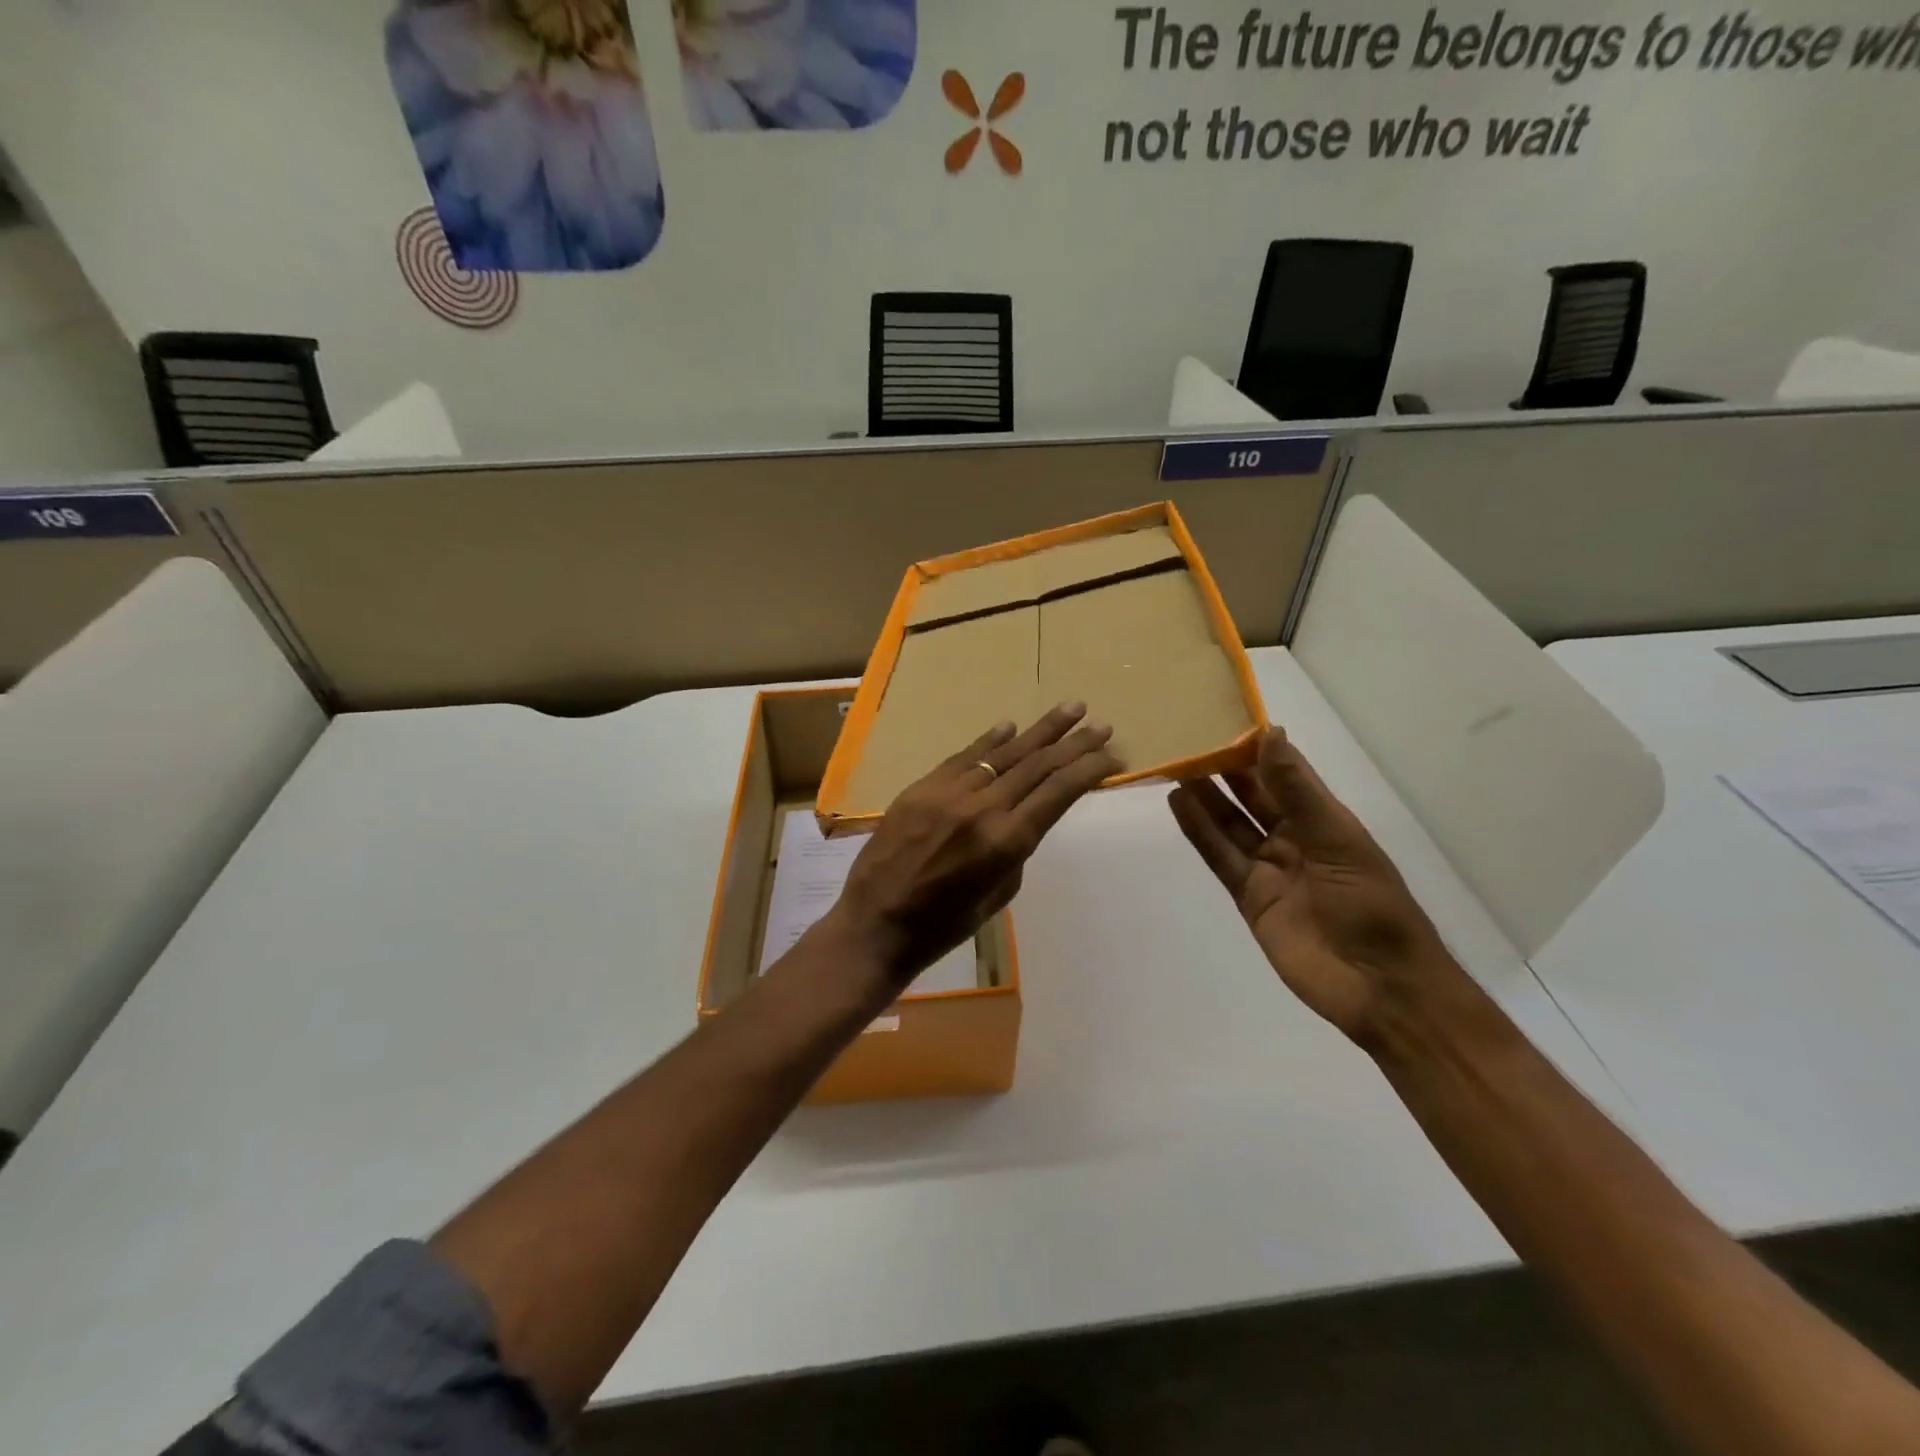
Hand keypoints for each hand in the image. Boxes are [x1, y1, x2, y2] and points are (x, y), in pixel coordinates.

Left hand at [829, 703, 1120, 984]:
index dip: (1090, 769)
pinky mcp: (922, 787)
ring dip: (1040, 730)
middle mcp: (983, 807)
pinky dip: (989, 740)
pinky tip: (1010, 726)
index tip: (1113, 756)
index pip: (1059, 792)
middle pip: (1038, 765)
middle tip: (1102, 725)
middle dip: (1075, 743)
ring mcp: (949, 792)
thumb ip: (1016, 849)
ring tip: (1072, 709)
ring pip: (1004, 752)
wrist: (876, 923)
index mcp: (1007, 842)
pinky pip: (963, 756)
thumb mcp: (998, 895)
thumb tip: (1022, 815)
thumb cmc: (944, 925)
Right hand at [1168, 728, 1465, 1049]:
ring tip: (1174, 764)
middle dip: (1223, 768)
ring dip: (1204, 795)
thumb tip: (1269, 734)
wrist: (1378, 987)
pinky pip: (1219, 856)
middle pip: (1251, 795)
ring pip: (1229, 822)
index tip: (1224, 715)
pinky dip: (1199, 831)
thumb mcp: (1336, 840)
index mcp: (1324, 819)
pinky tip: (1178, 804)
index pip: (1284, 772)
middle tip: (1187, 737)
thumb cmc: (1371, 906)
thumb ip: (1296, 791)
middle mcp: (1294, 837)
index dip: (1257, 746)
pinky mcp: (1249, 896)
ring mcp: (1269, 867)